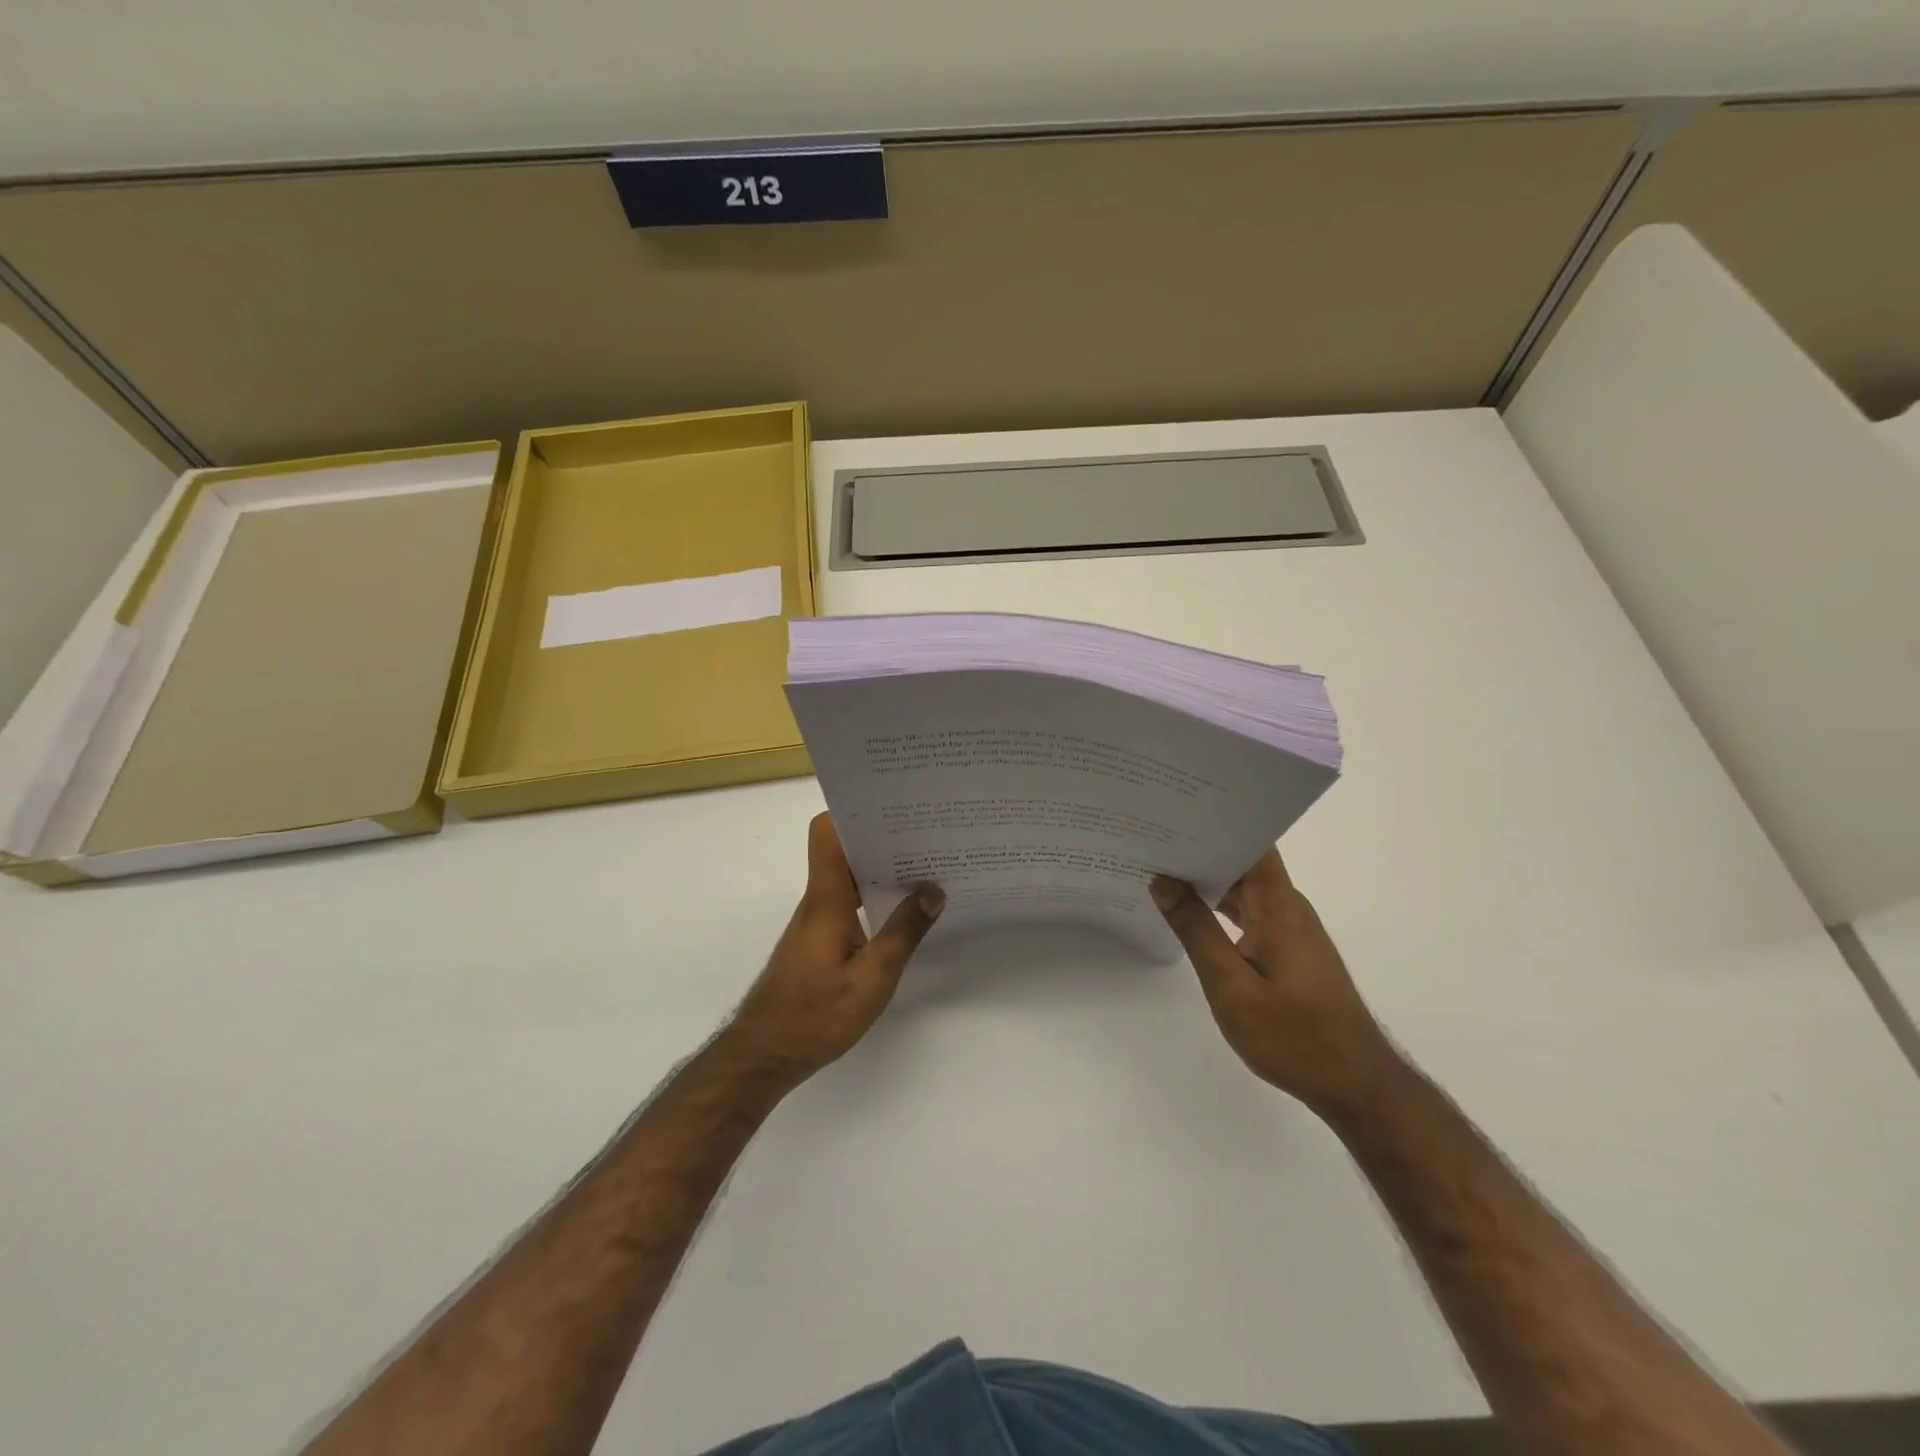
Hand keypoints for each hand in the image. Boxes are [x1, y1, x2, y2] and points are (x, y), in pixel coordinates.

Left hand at [723, 813, 943, 1085]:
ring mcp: (816, 921)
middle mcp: (818, 901)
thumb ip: (904, 933)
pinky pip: (847, 903)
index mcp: (827, 898)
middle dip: (882, 840)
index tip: (893, 811)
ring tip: (924, 870)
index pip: (827, 833)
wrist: (763, 1055)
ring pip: (847, 878)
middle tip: (926, 837)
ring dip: (879, 871)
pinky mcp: (818, 942)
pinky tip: (901, 914)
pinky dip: (872, 899)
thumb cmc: (815, 1015)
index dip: (855, 813)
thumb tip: (933, 890)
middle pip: (844, 851)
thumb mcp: (872, 978)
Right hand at [1152, 850, 1402, 1119]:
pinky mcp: (1288, 951)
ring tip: (1158, 867)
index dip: (1218, 823)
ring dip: (1207, 881)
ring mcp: (1289, 930)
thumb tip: (1163, 882)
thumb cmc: (1294, 1036)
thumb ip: (1196, 931)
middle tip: (1151, 838)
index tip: (1177, 812)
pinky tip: (1188, 912)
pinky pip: (1248, 914)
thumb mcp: (1231, 986)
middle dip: (1201, 849)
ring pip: (1244, 890)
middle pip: (1244, 863)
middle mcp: (1287, 908)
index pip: (1252, 844)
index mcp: (1279, 906)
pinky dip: (1218, 909)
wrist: (1354, 1085)